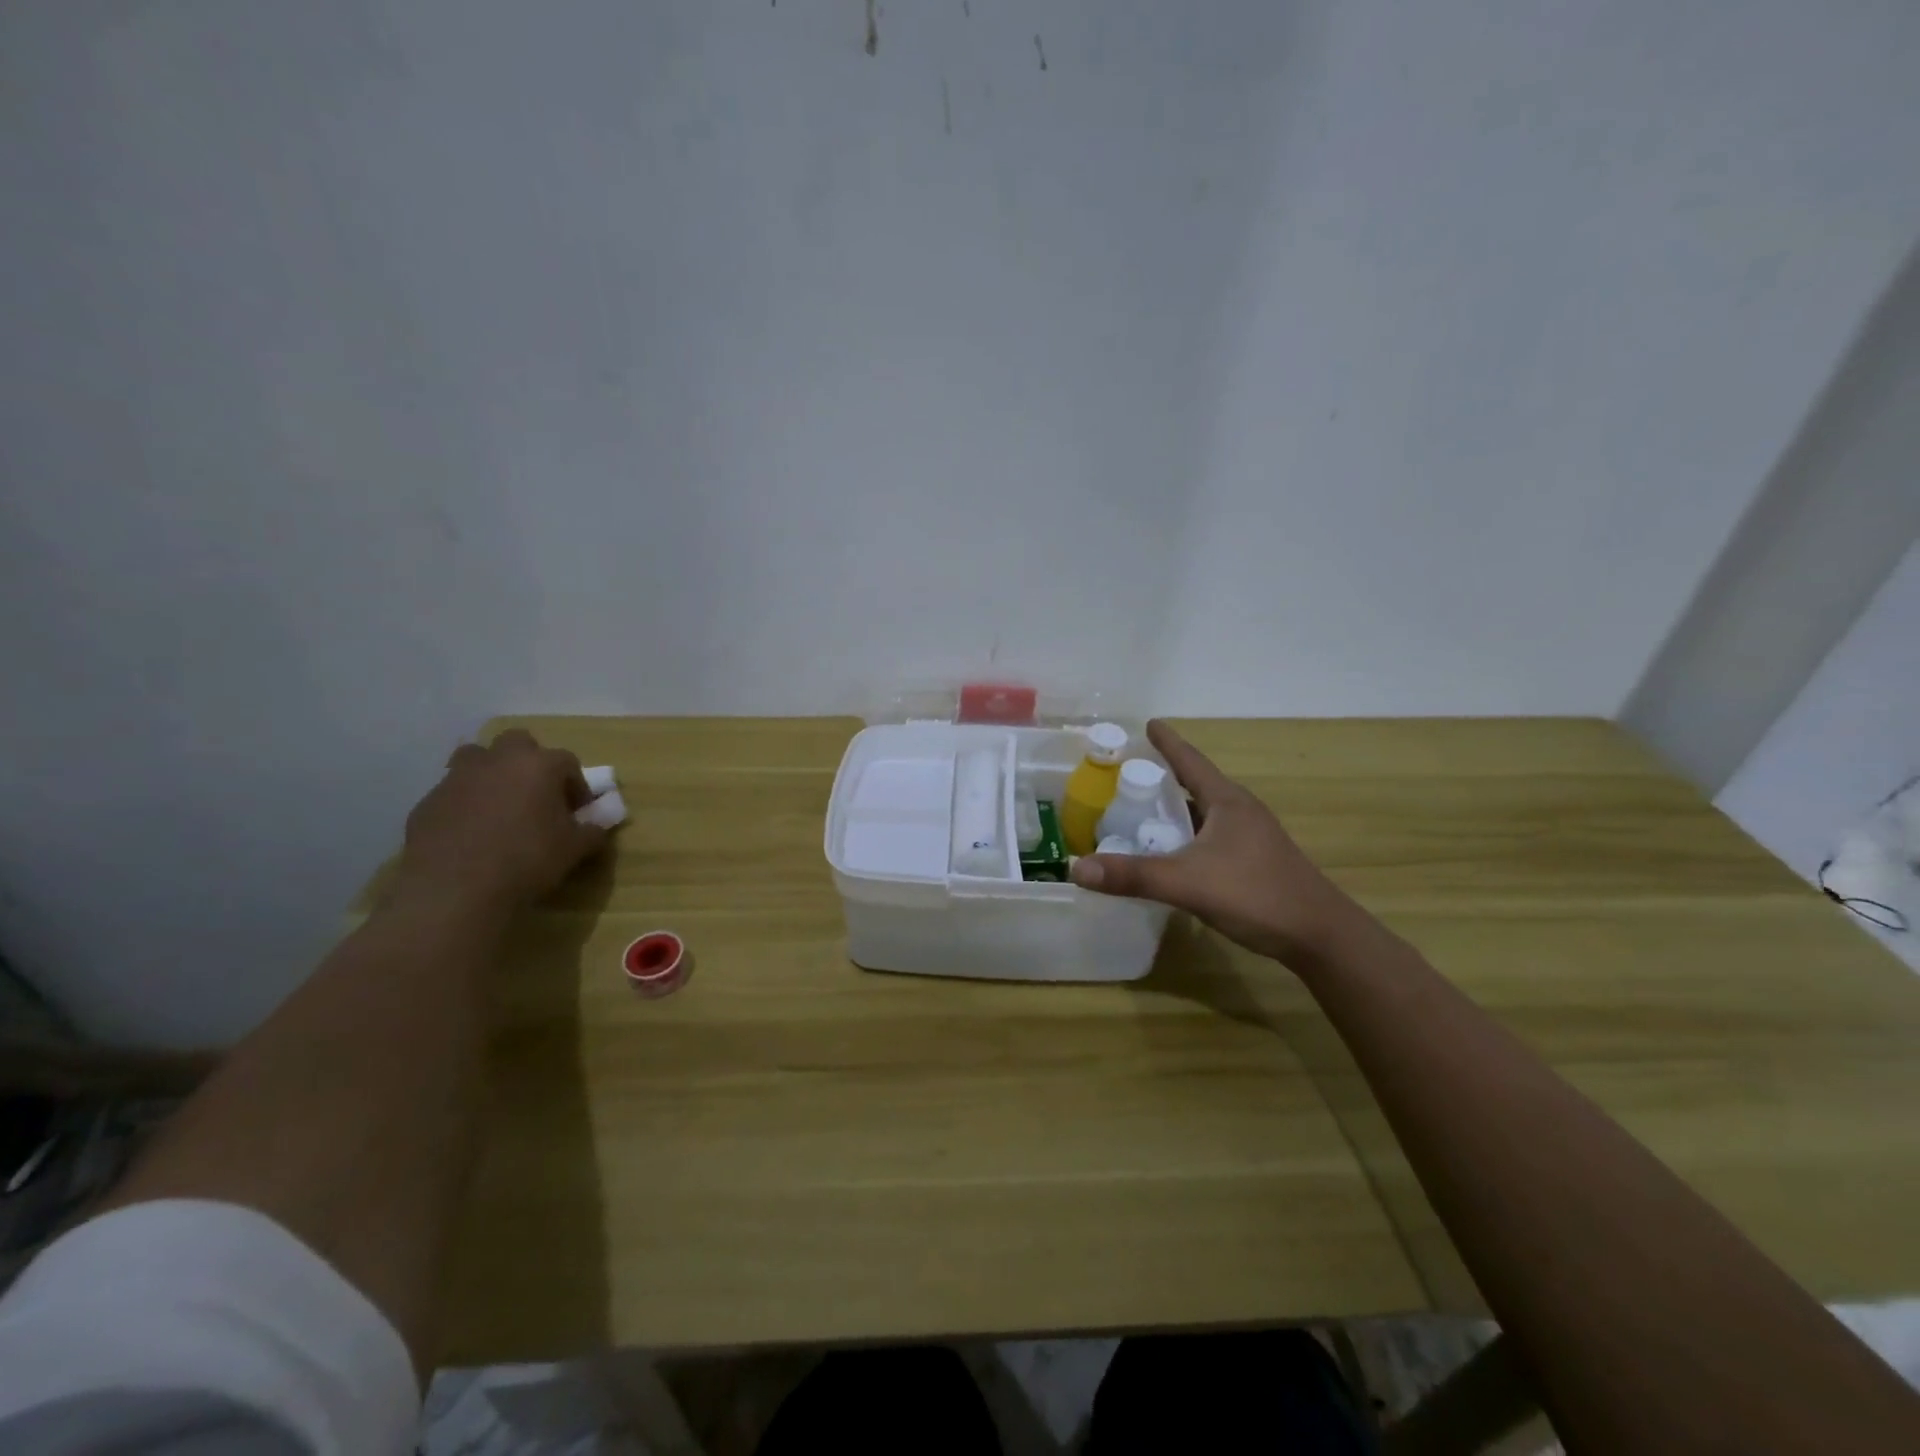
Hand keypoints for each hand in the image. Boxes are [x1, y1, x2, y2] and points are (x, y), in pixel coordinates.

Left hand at [393, 729, 606, 912]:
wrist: (454, 891)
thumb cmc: (526, 860)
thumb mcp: (574, 849)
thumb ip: (592, 831)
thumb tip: (598, 825)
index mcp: (538, 765)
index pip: (568, 762)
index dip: (576, 786)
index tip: (577, 812)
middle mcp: (497, 761)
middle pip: (518, 743)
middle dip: (529, 762)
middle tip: (536, 794)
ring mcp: (457, 778)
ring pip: (477, 759)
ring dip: (492, 774)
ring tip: (500, 807)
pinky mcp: (427, 802)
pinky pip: (453, 793)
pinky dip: (465, 804)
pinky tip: (471, 834)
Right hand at [1070, 720, 1366, 966]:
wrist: (1320, 936)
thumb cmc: (1256, 894)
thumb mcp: (1188, 883)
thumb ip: (1133, 876)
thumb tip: (1076, 868)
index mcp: (1227, 801)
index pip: (1189, 760)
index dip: (1167, 742)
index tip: (1147, 723)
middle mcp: (1240, 811)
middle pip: (1195, 785)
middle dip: (1163, 778)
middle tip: (1126, 776)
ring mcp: (1251, 837)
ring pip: (1203, 814)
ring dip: (1175, 811)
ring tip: (1140, 814)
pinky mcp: (1254, 861)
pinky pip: (1211, 837)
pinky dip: (1186, 836)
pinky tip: (1171, 854)